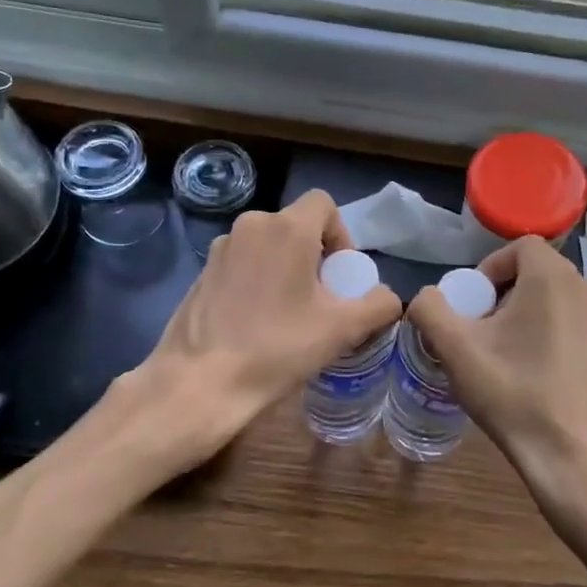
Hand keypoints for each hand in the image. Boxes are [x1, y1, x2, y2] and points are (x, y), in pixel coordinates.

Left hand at [137, 190, 401, 462]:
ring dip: (285, 269)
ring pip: (267, 245)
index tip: (339, 276)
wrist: (200, 382)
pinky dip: (257, 281)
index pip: (324, 204)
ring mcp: (221, 248)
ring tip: (288, 314)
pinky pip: (242, 264)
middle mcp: (251, 225)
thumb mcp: (342, 329)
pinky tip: (256, 323)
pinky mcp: (201, 272)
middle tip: (320, 300)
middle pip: (295, 226)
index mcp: (286, 228)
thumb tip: (386, 297)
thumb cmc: (277, 348)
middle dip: (314, 256)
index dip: (341, 235)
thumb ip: (378, 305)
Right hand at [408, 237, 586, 549]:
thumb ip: (430, 309)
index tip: (473, 305)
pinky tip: (535, 371)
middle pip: (537, 271)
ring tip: (506, 353)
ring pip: (556, 298)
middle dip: (504, 293)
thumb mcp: (456, 350)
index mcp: (552, 277)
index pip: (519, 246)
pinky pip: (574, 321)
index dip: (489, 268)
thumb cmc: (514, 394)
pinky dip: (551, 331)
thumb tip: (428, 297)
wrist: (575, 455)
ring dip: (527, 313)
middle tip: (483, 331)